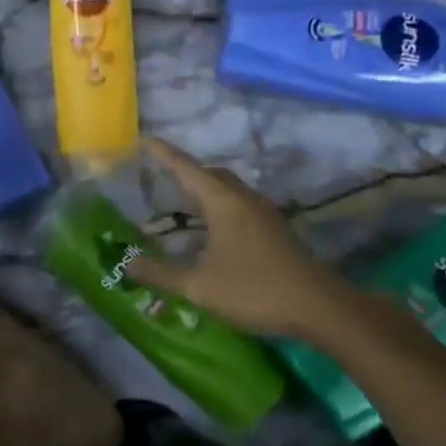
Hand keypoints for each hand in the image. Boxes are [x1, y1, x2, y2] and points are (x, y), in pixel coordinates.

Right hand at [127, 138, 351, 339]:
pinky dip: (219, 206)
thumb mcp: (198, 286)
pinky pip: (239, 205)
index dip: (164, 154)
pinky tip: (211, 230)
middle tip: (160, 176)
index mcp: (223, 202)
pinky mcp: (274, 230)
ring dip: (204, 189)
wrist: (317, 306)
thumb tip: (128, 264)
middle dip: (185, 171)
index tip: (145, 139)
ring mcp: (263, 213)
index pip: (186, 168)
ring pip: (228, 189)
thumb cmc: (253, 289)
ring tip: (181, 202)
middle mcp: (244, 199)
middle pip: (211, 174)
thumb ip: (161, 274)